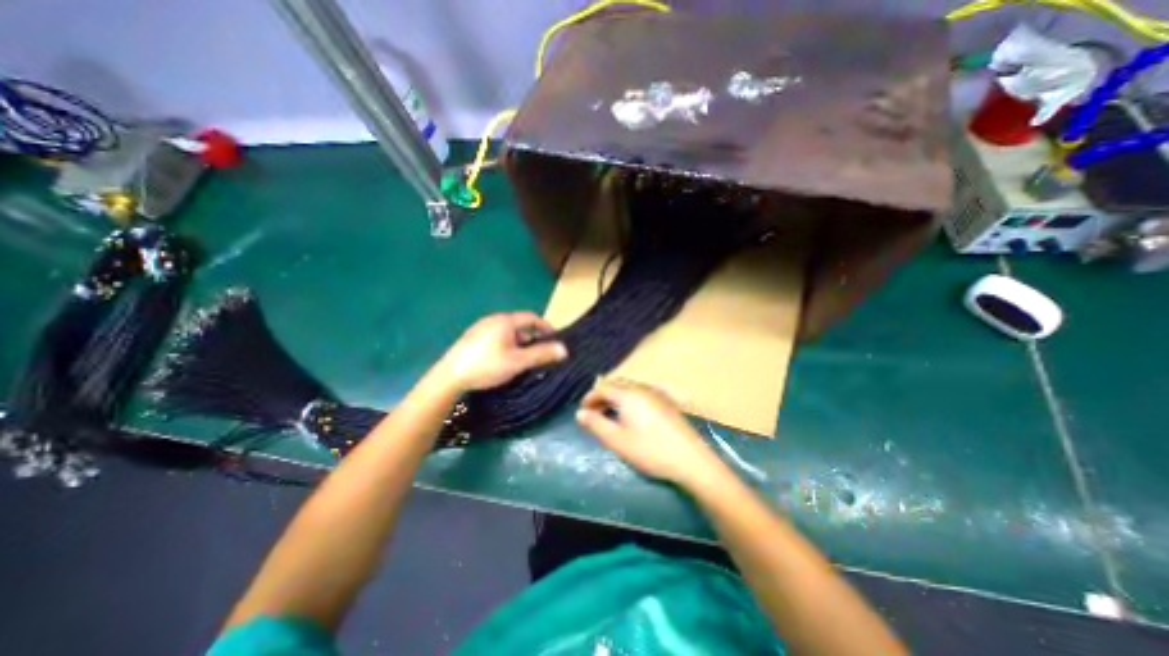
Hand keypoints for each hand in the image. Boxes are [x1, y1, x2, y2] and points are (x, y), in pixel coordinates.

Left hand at [439, 311, 565, 392]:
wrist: (449, 376)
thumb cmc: (487, 366)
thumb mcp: (518, 362)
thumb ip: (541, 354)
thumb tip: (564, 349)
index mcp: (506, 321)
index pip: (532, 318)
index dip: (545, 327)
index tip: (554, 340)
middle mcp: (493, 319)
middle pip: (520, 325)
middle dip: (532, 338)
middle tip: (538, 354)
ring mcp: (480, 328)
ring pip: (507, 332)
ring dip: (519, 343)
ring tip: (522, 360)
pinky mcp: (472, 338)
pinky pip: (496, 337)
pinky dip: (506, 345)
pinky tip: (502, 361)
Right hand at [573, 377, 726, 489]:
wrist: (691, 459)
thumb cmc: (650, 450)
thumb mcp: (618, 440)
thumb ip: (596, 424)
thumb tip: (580, 413)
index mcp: (629, 394)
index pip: (603, 387)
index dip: (590, 397)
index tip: (582, 410)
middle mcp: (642, 388)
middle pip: (617, 385)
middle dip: (603, 396)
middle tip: (594, 413)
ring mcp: (657, 394)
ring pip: (630, 389)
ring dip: (616, 398)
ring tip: (610, 415)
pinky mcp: (667, 402)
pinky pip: (641, 394)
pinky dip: (630, 401)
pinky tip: (631, 417)